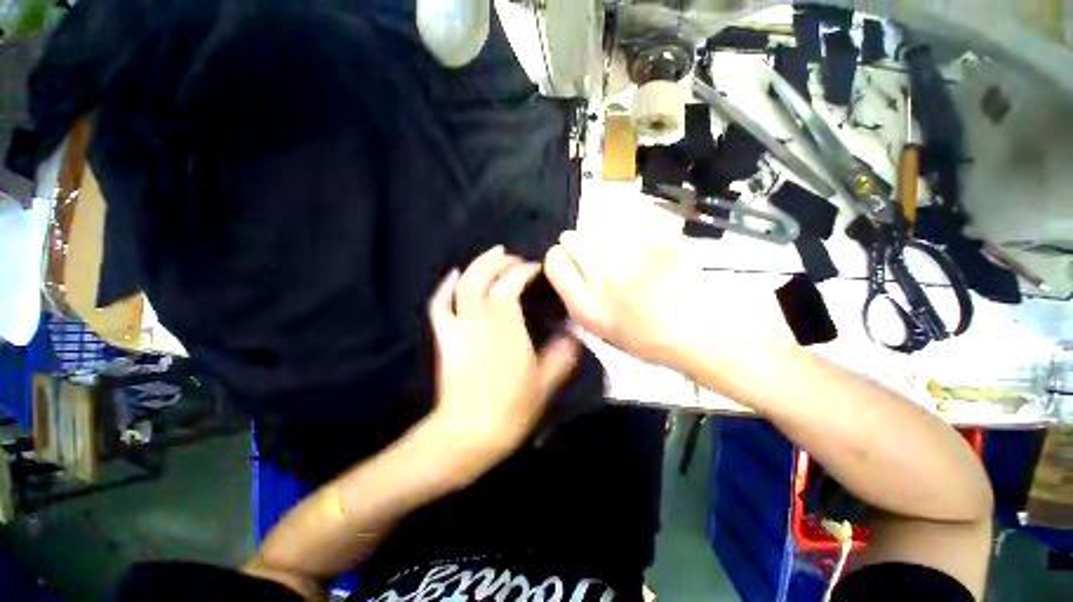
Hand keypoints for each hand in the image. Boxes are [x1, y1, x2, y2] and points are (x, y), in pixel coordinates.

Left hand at [425, 246, 579, 482]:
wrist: (468, 434)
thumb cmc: (510, 409)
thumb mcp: (546, 383)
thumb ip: (563, 354)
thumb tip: (575, 332)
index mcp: (506, 326)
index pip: (512, 285)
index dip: (525, 272)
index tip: (537, 270)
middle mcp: (480, 319)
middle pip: (485, 277)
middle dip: (501, 262)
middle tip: (516, 258)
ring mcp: (459, 327)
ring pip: (464, 284)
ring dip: (478, 265)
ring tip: (494, 254)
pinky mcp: (445, 338)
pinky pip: (439, 306)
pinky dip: (444, 287)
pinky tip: (453, 274)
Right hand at [543, 231, 794, 378]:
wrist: (701, 333)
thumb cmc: (649, 339)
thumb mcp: (601, 330)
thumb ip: (578, 297)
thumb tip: (567, 265)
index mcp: (587, 307)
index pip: (554, 261)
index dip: (559, 258)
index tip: (570, 260)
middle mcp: (603, 279)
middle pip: (572, 238)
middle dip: (579, 243)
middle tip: (599, 255)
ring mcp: (632, 257)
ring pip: (600, 227)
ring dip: (607, 236)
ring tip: (626, 254)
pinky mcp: (658, 240)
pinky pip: (633, 218)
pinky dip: (636, 224)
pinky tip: (647, 244)